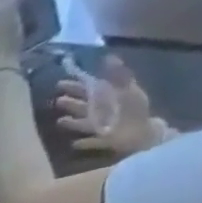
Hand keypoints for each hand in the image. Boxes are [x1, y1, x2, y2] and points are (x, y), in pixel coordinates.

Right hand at [55, 56, 169, 155]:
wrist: (144, 133)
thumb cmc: (136, 110)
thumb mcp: (127, 89)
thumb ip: (118, 76)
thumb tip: (108, 58)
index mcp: (108, 97)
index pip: (89, 90)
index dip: (76, 85)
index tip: (61, 83)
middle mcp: (103, 111)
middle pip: (83, 106)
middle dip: (70, 103)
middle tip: (57, 100)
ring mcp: (102, 126)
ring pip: (83, 124)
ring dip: (71, 123)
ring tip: (59, 121)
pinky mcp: (102, 140)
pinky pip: (91, 142)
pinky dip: (84, 143)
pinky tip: (74, 144)